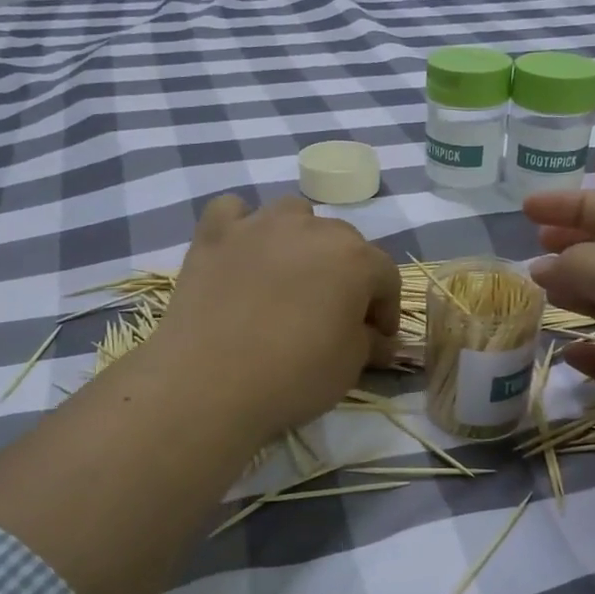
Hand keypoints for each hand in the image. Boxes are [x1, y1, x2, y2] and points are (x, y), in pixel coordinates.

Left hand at [152, 194, 401, 440]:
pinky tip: (242, 253)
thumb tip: (380, 339)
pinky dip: (242, 226)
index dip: (386, 308)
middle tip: (334, 314)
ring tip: (290, 276)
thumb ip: (370, 342)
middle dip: (346, 274)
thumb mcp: (349, 366)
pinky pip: (233, 211)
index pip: (386, 276)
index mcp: (355, 258)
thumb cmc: (294, 375)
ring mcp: (259, 225)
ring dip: (300, 240)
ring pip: (293, 215)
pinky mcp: (214, 235)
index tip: (377, 338)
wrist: (209, 382)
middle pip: (343, 242)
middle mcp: (312, 228)